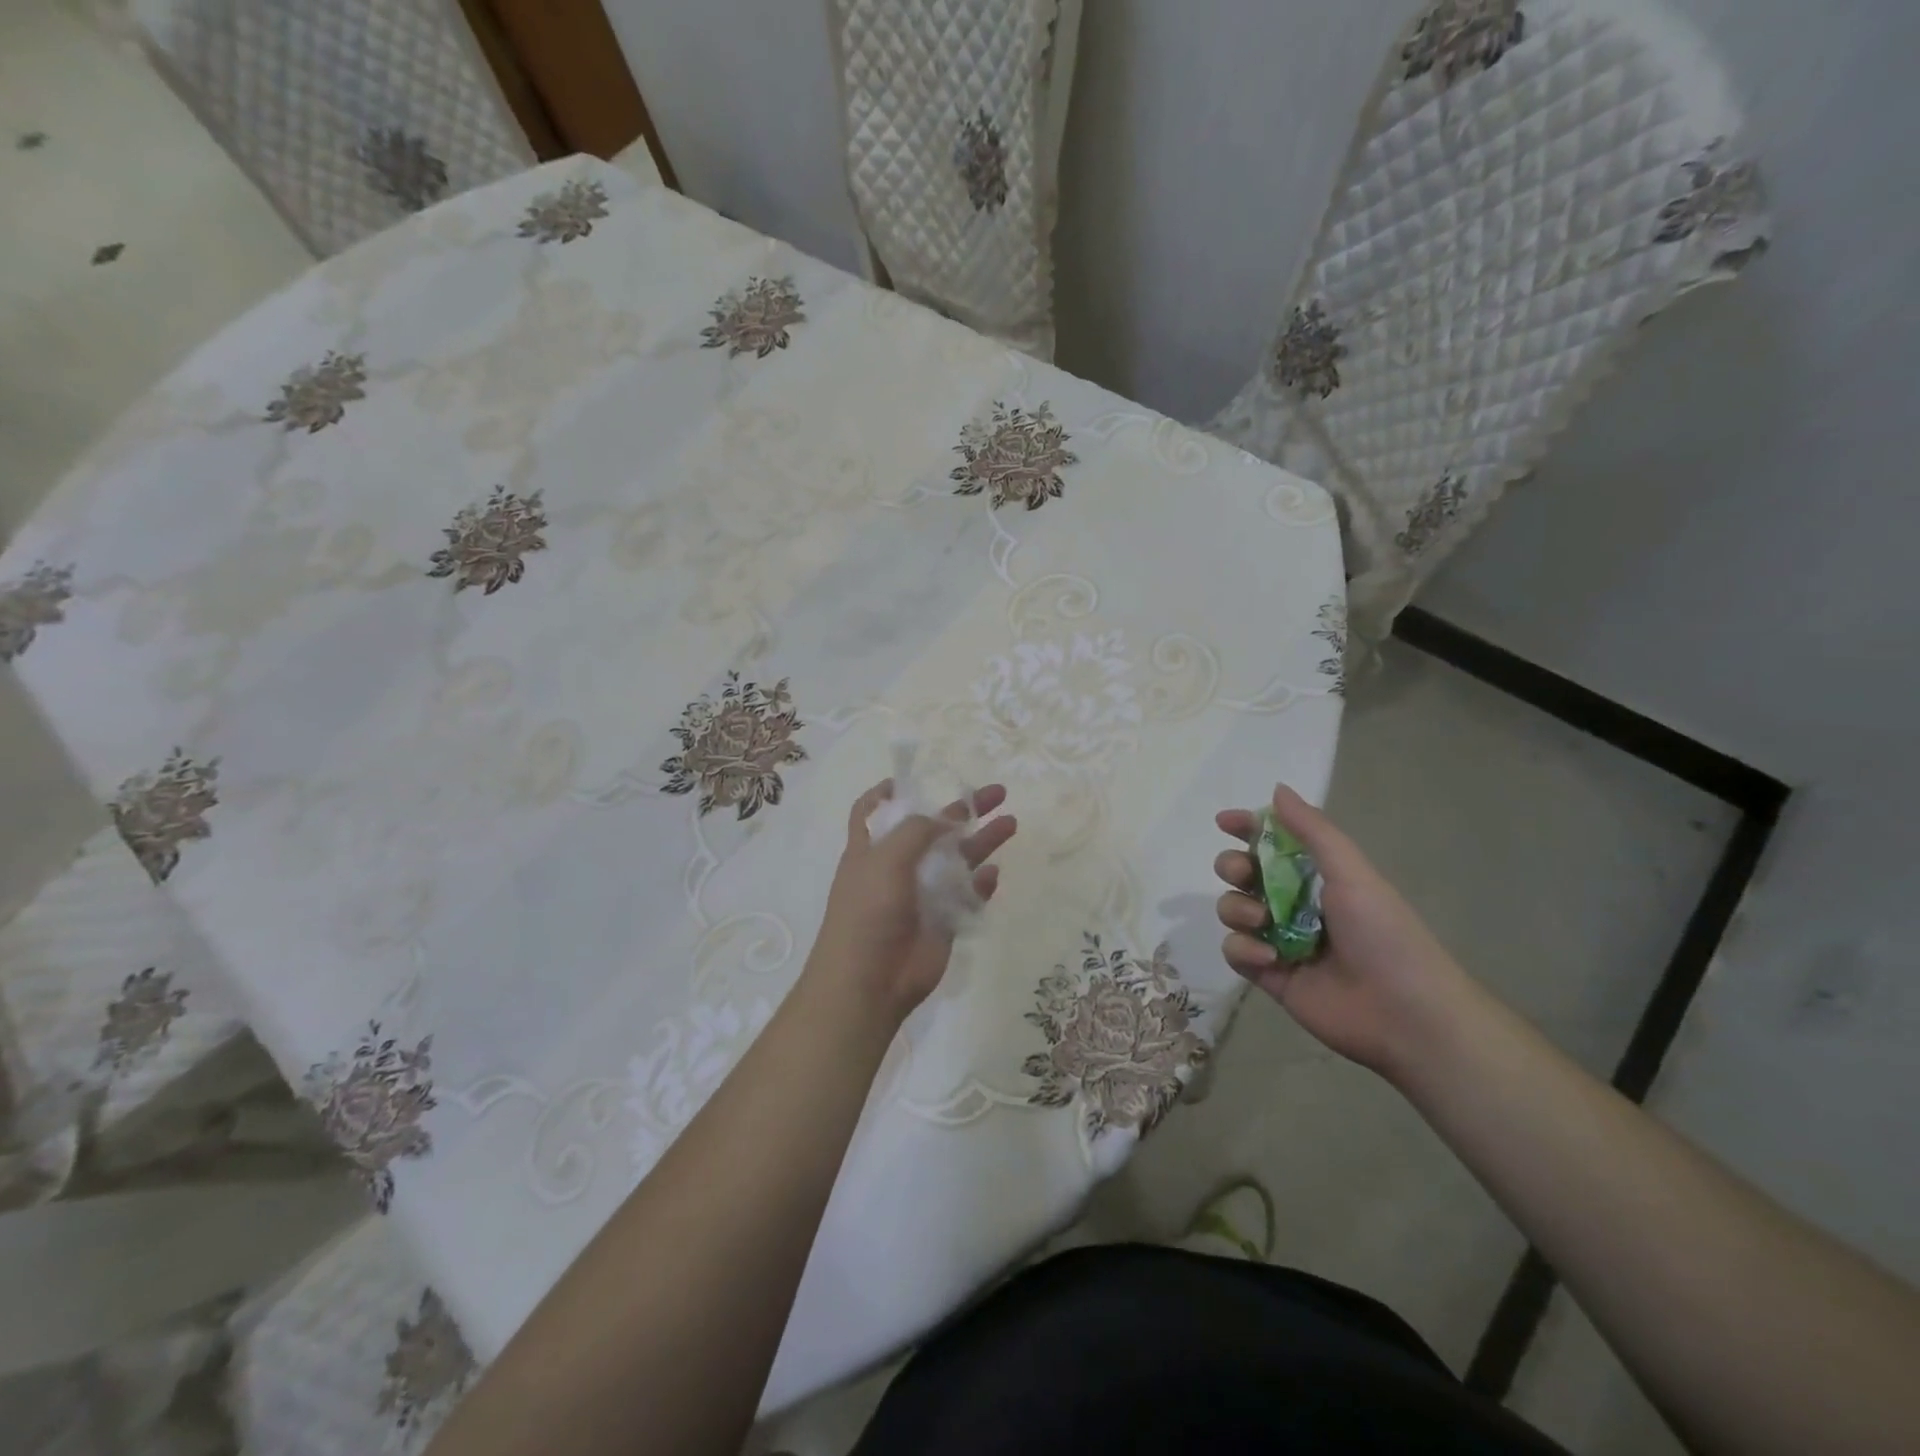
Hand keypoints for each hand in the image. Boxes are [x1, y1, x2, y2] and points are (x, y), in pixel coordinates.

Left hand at [807, 780, 1016, 1026]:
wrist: (870, 982)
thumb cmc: (867, 912)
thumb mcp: (884, 859)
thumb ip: (917, 831)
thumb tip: (945, 819)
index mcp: (871, 850)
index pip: (874, 812)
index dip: (887, 794)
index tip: (909, 781)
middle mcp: (897, 868)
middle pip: (933, 830)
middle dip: (962, 810)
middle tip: (997, 793)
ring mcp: (923, 895)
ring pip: (958, 860)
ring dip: (982, 841)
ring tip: (1011, 823)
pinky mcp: (944, 921)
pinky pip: (969, 896)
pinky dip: (981, 884)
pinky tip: (992, 874)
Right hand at [1214, 784, 1475, 1079]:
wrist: (1405, 1013)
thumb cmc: (1383, 933)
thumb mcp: (1352, 873)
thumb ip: (1312, 831)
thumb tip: (1277, 789)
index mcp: (1317, 876)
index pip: (1272, 842)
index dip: (1247, 828)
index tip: (1224, 821)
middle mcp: (1294, 904)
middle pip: (1242, 874)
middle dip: (1233, 867)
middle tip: (1243, 874)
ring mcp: (1278, 940)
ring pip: (1232, 910)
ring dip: (1238, 908)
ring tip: (1261, 920)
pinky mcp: (1268, 975)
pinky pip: (1234, 951)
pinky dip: (1244, 949)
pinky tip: (1269, 958)